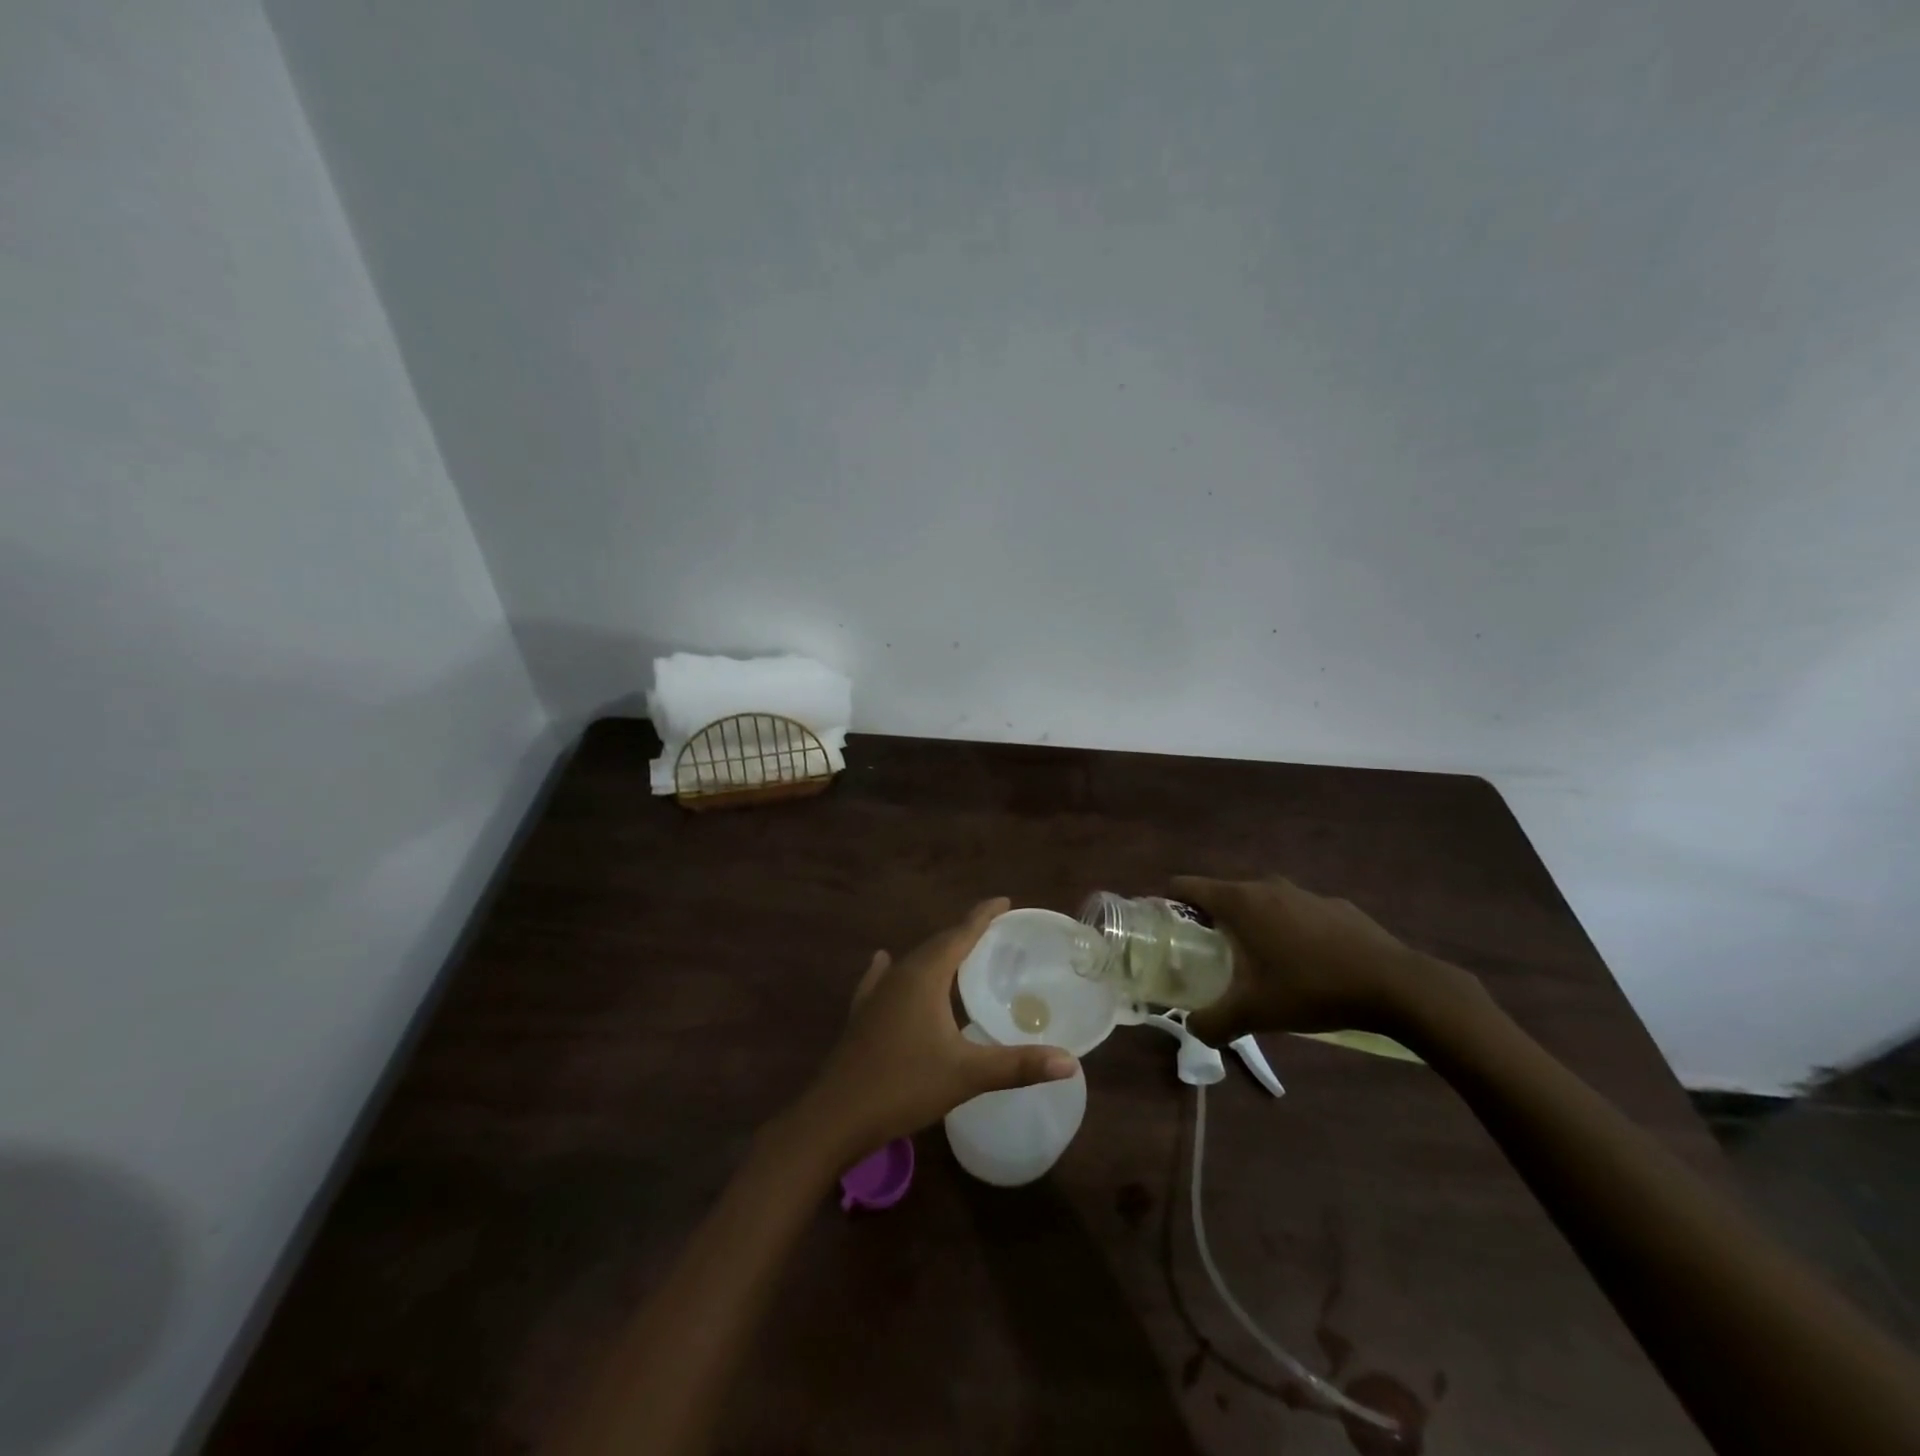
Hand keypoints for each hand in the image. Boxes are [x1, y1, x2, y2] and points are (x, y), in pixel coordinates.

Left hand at [791, 898, 1078, 1164]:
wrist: (836, 1115)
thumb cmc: (904, 1086)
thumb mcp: (967, 1074)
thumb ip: (1018, 1065)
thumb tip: (1069, 1061)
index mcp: (925, 976)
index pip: (960, 934)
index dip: (983, 916)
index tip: (1004, 901)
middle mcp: (899, 974)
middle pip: (937, 944)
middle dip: (964, 933)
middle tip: (993, 929)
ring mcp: (876, 994)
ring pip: (912, 961)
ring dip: (936, 952)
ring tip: (958, 951)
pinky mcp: (862, 1014)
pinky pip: (883, 979)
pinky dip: (896, 969)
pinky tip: (884, 961)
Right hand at [1173, 875, 1478, 1045]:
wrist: (1396, 985)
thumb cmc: (1311, 989)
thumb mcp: (1255, 1013)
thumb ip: (1214, 1022)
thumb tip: (1194, 1029)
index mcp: (1240, 901)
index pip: (1186, 886)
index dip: (1168, 904)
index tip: (1165, 931)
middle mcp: (1267, 886)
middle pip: (1223, 896)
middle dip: (1210, 923)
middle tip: (1208, 958)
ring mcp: (1304, 893)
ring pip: (1262, 904)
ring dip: (1251, 928)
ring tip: (1257, 966)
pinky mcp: (1336, 906)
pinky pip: (1296, 914)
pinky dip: (1288, 933)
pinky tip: (1305, 968)